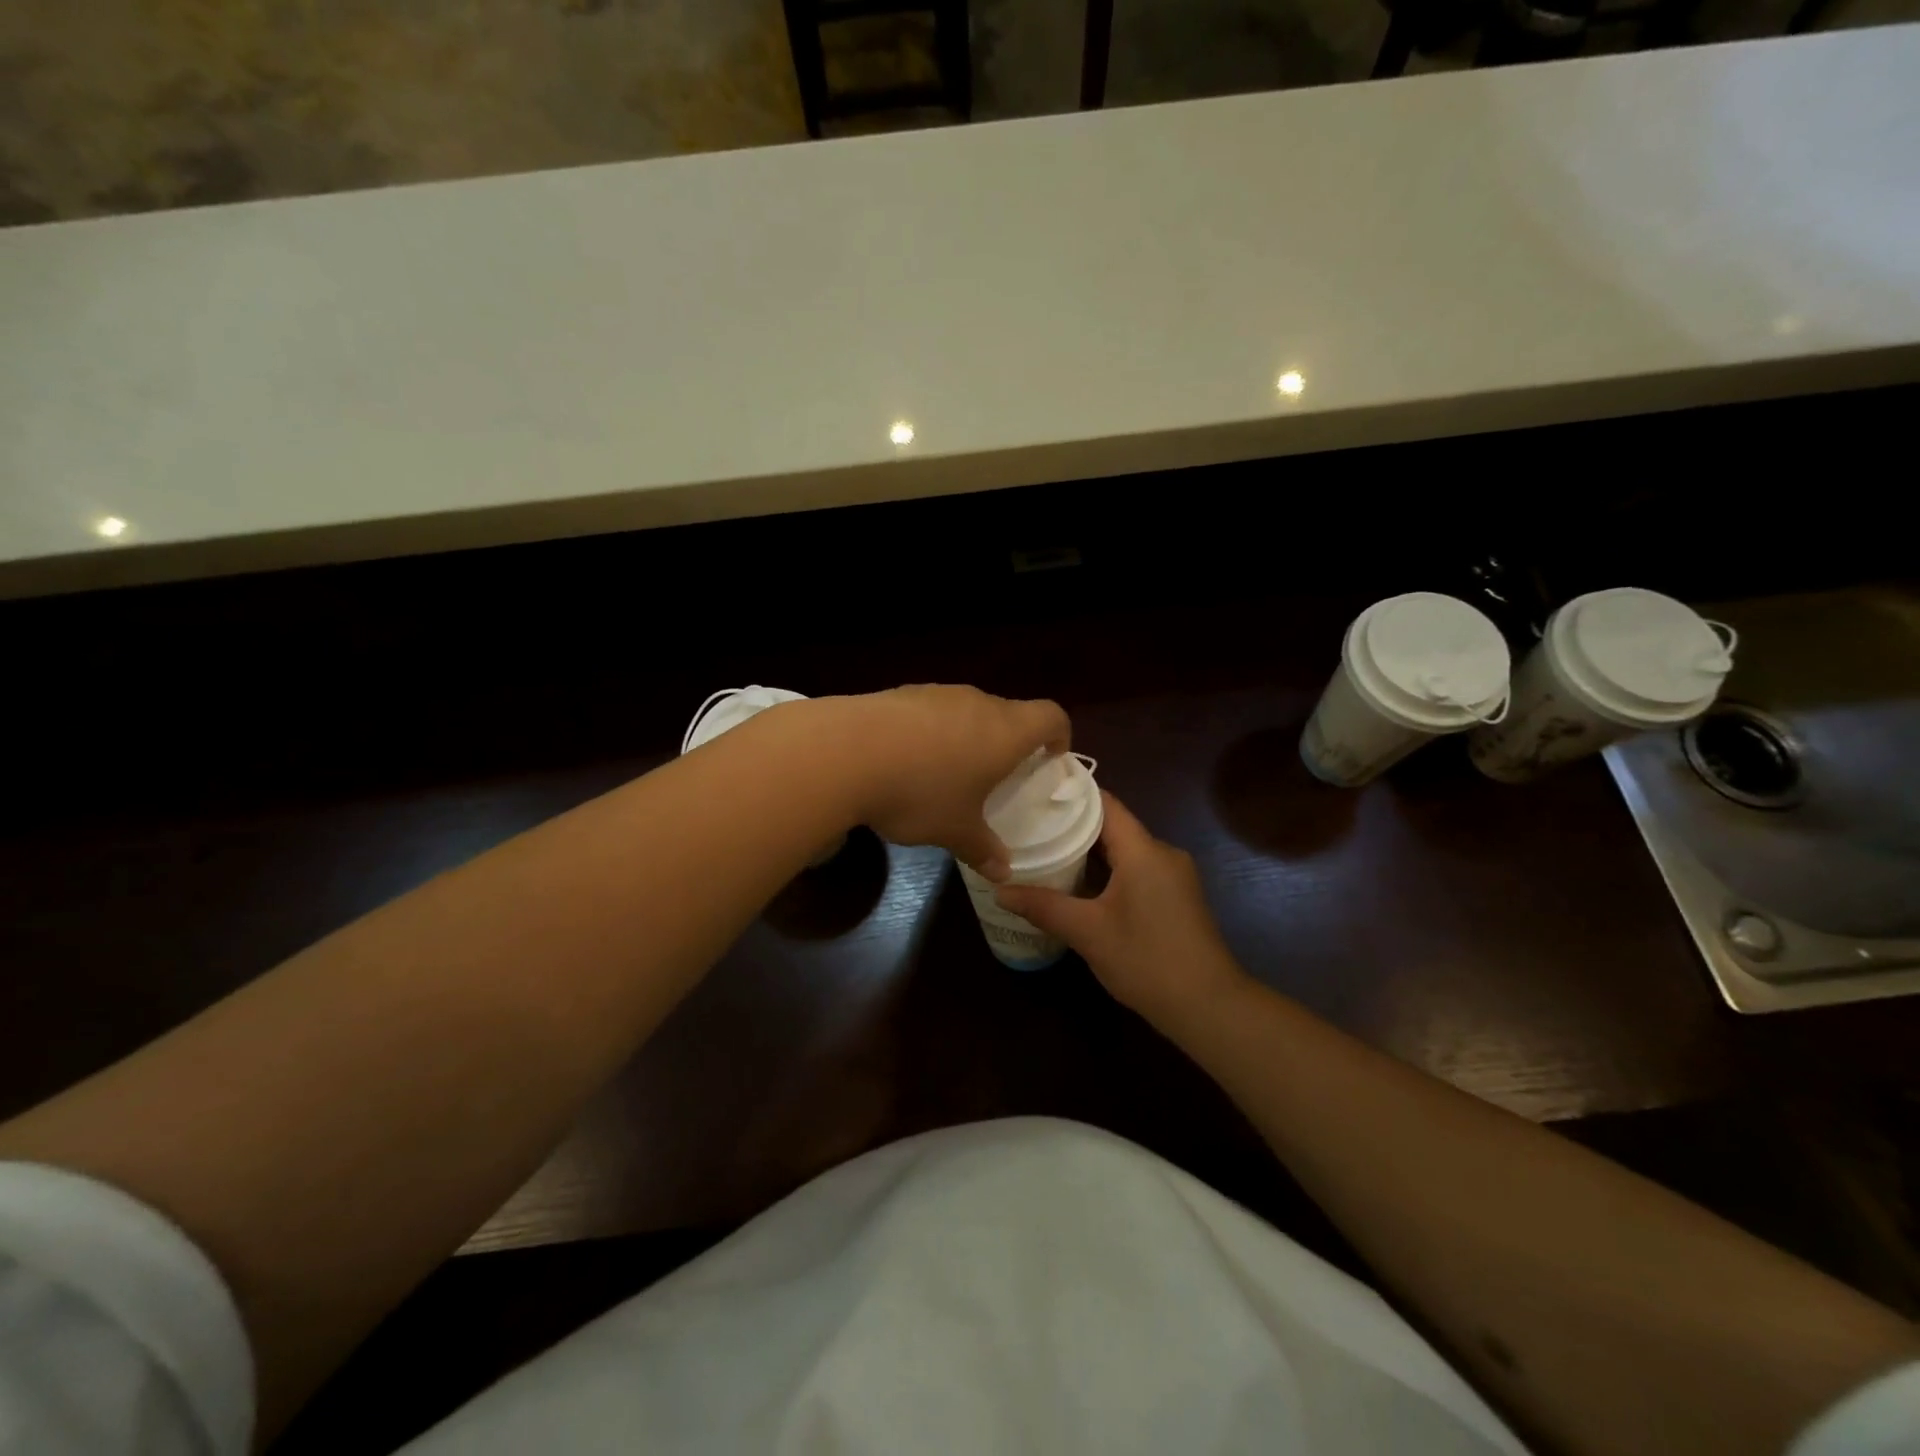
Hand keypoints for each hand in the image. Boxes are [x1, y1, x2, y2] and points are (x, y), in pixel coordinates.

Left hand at [827, 686, 1069, 879]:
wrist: (844, 752)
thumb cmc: (919, 792)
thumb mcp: (954, 830)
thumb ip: (982, 848)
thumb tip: (1002, 871)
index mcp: (1005, 731)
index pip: (1051, 716)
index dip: (1059, 734)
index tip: (1051, 757)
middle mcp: (976, 703)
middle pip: (1008, 712)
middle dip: (1009, 741)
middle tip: (998, 774)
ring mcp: (936, 693)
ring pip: (967, 711)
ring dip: (967, 736)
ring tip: (948, 771)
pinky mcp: (900, 693)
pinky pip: (930, 711)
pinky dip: (930, 732)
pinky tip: (906, 760)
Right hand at [995, 792, 1249, 1028]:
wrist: (1208, 1006)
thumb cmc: (1146, 960)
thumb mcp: (1087, 932)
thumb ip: (1043, 906)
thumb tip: (999, 890)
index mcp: (1143, 850)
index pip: (1104, 803)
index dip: (1070, 795)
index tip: (1034, 792)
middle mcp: (1162, 853)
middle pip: (1113, 825)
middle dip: (1072, 826)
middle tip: (1030, 826)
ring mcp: (1174, 876)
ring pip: (1125, 850)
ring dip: (1090, 852)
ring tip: (1046, 852)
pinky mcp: (1176, 897)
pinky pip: (1137, 869)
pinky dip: (1108, 871)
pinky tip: (1080, 886)